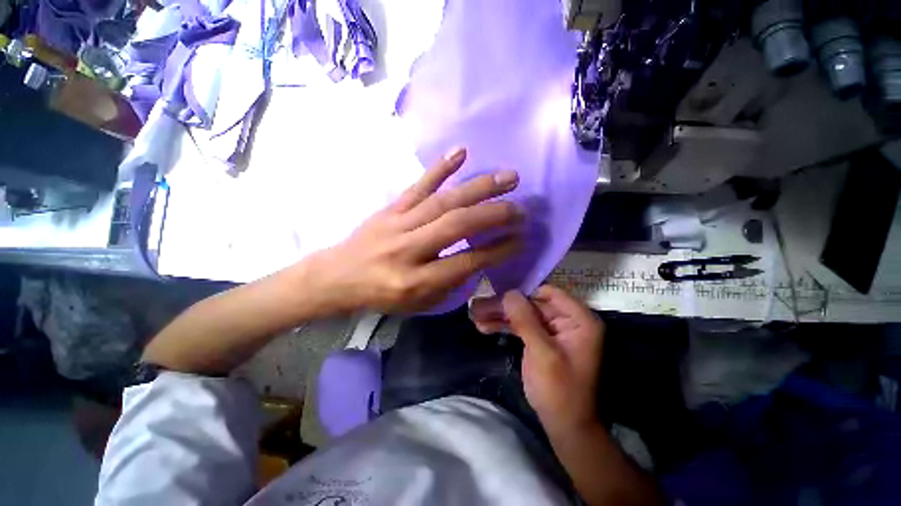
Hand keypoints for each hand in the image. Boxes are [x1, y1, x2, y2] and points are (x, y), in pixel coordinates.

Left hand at [309, 147, 522, 313]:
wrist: (338, 276)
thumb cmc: (381, 296)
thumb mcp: (419, 304)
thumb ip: (451, 283)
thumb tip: (480, 258)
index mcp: (417, 281)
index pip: (467, 261)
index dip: (497, 249)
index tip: (520, 239)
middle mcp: (409, 249)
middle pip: (457, 225)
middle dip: (494, 214)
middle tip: (521, 208)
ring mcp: (399, 223)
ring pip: (444, 201)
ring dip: (478, 187)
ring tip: (508, 177)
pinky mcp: (391, 208)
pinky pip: (418, 185)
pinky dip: (440, 168)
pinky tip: (462, 152)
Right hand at [470, 285, 604, 433]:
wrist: (564, 426)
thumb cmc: (560, 391)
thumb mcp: (543, 354)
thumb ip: (526, 321)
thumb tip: (508, 293)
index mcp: (579, 319)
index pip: (548, 293)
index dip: (523, 293)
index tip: (498, 296)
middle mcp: (566, 319)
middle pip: (530, 304)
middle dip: (504, 307)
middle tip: (477, 308)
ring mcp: (551, 329)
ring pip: (522, 314)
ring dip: (499, 316)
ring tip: (475, 316)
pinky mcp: (539, 339)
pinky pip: (520, 326)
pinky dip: (503, 326)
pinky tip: (483, 326)